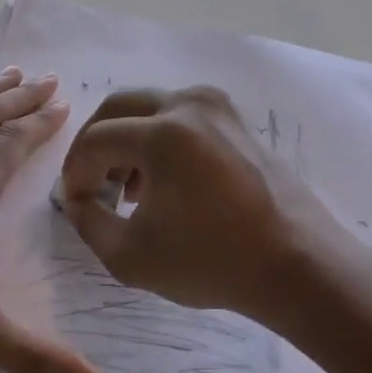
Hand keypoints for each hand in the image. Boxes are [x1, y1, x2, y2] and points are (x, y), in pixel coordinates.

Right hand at [58, 87, 365, 316]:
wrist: (298, 266)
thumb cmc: (211, 262)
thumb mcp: (129, 255)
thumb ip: (88, 222)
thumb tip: (77, 200)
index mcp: (163, 133)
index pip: (95, 140)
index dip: (74, 172)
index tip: (73, 203)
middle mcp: (190, 105)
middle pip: (118, 108)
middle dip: (94, 145)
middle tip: (89, 183)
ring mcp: (219, 109)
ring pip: (150, 108)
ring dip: (126, 140)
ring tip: (125, 188)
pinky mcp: (237, 122)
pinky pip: (181, 117)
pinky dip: (157, 140)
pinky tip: (160, 182)